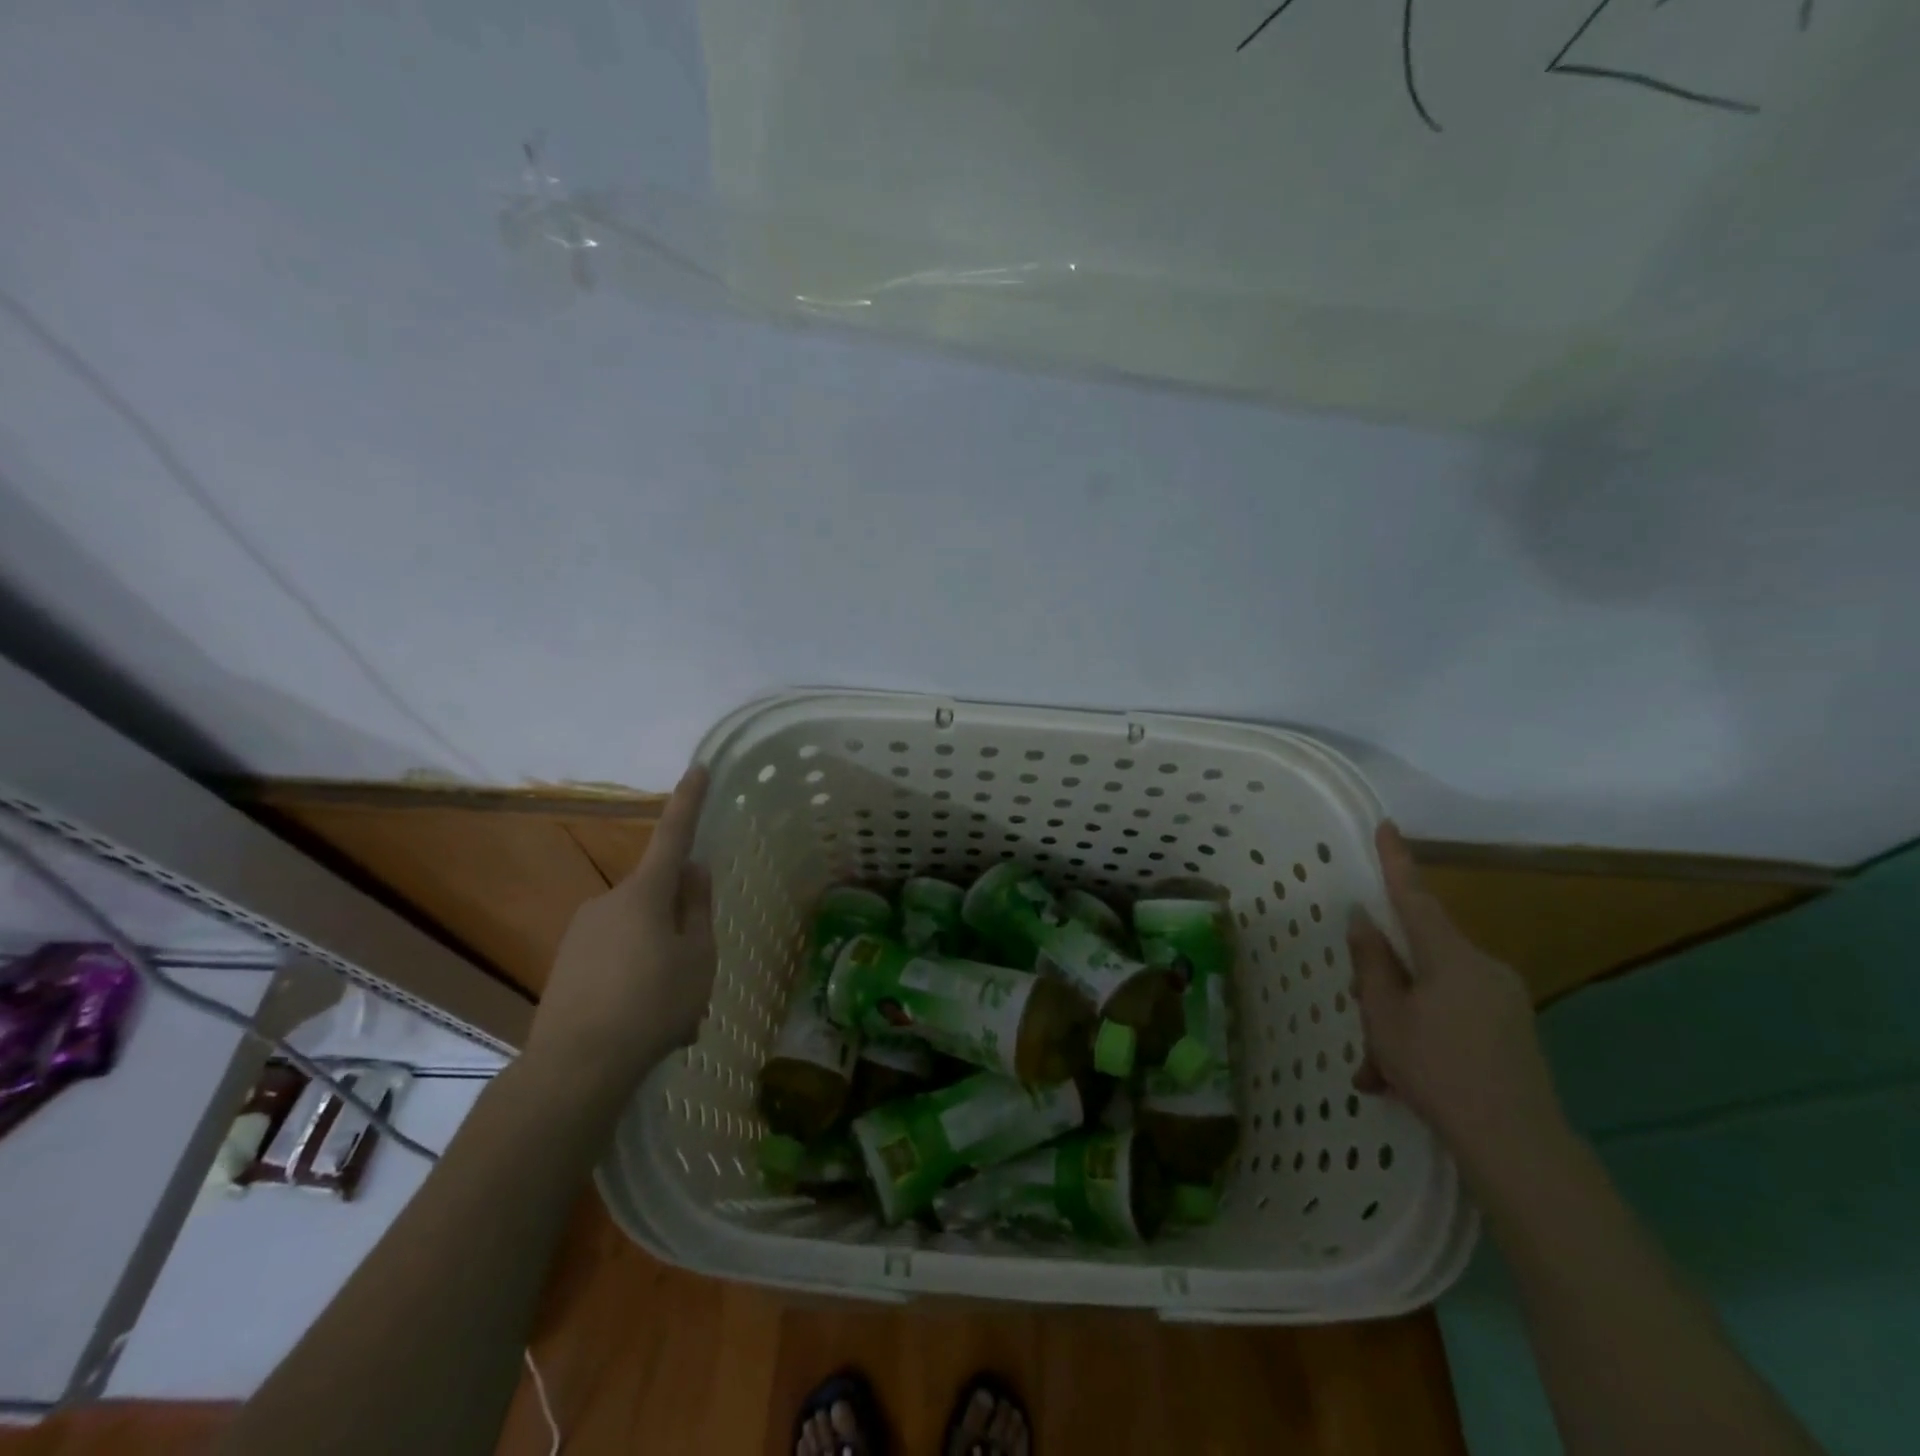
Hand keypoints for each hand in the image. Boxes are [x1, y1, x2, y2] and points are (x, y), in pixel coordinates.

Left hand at [525, 767, 716, 1099]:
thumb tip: (693, 870)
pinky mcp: (567, 963)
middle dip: (680, 923)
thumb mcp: (697, 957)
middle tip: (696, 973)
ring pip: (638, 932)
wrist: (574, 1068)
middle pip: (657, 897)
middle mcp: (609, 901)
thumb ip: (698, 909)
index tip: (698, 767)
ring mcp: (582, 932)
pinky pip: (615, 957)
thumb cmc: (653, 1005)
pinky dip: (636, 978)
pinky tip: (642, 1020)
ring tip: (673, 1012)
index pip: (673, 834)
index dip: (689, 801)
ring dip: (659, 958)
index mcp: (645, 893)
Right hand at [1347, 822, 1566, 1182]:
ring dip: (1400, 1020)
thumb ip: (1372, 963)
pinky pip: (1454, 1015)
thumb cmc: (1438, 1070)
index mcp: (1451, 956)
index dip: (1396, 861)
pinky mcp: (1512, 1030)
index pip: (1415, 897)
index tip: (1386, 826)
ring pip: (1432, 991)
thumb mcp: (1385, 1015)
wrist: (1518, 1147)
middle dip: (1384, 983)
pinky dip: (1424, 1035)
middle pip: (1419, 954)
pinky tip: (1401, 1081)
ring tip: (1377, 1071)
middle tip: (1362, 1020)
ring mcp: (1503, 999)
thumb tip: (1363, 920)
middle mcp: (1483, 967)